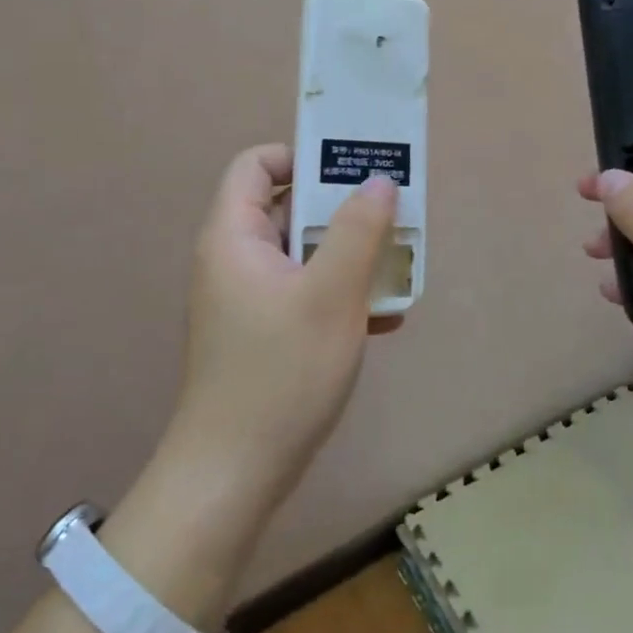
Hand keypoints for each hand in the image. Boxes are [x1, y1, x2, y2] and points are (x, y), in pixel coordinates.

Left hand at [162, 144, 400, 514]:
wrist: (234, 476)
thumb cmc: (281, 372)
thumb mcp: (331, 294)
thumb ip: (359, 230)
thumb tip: (379, 181)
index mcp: (234, 236)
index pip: (257, 165)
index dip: (302, 157)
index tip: (351, 174)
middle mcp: (235, 259)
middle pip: (289, 207)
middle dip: (343, 209)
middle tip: (392, 215)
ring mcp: (248, 298)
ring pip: (304, 253)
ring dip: (350, 255)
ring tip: (397, 266)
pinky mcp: (263, 332)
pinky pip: (305, 291)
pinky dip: (340, 293)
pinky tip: (384, 317)